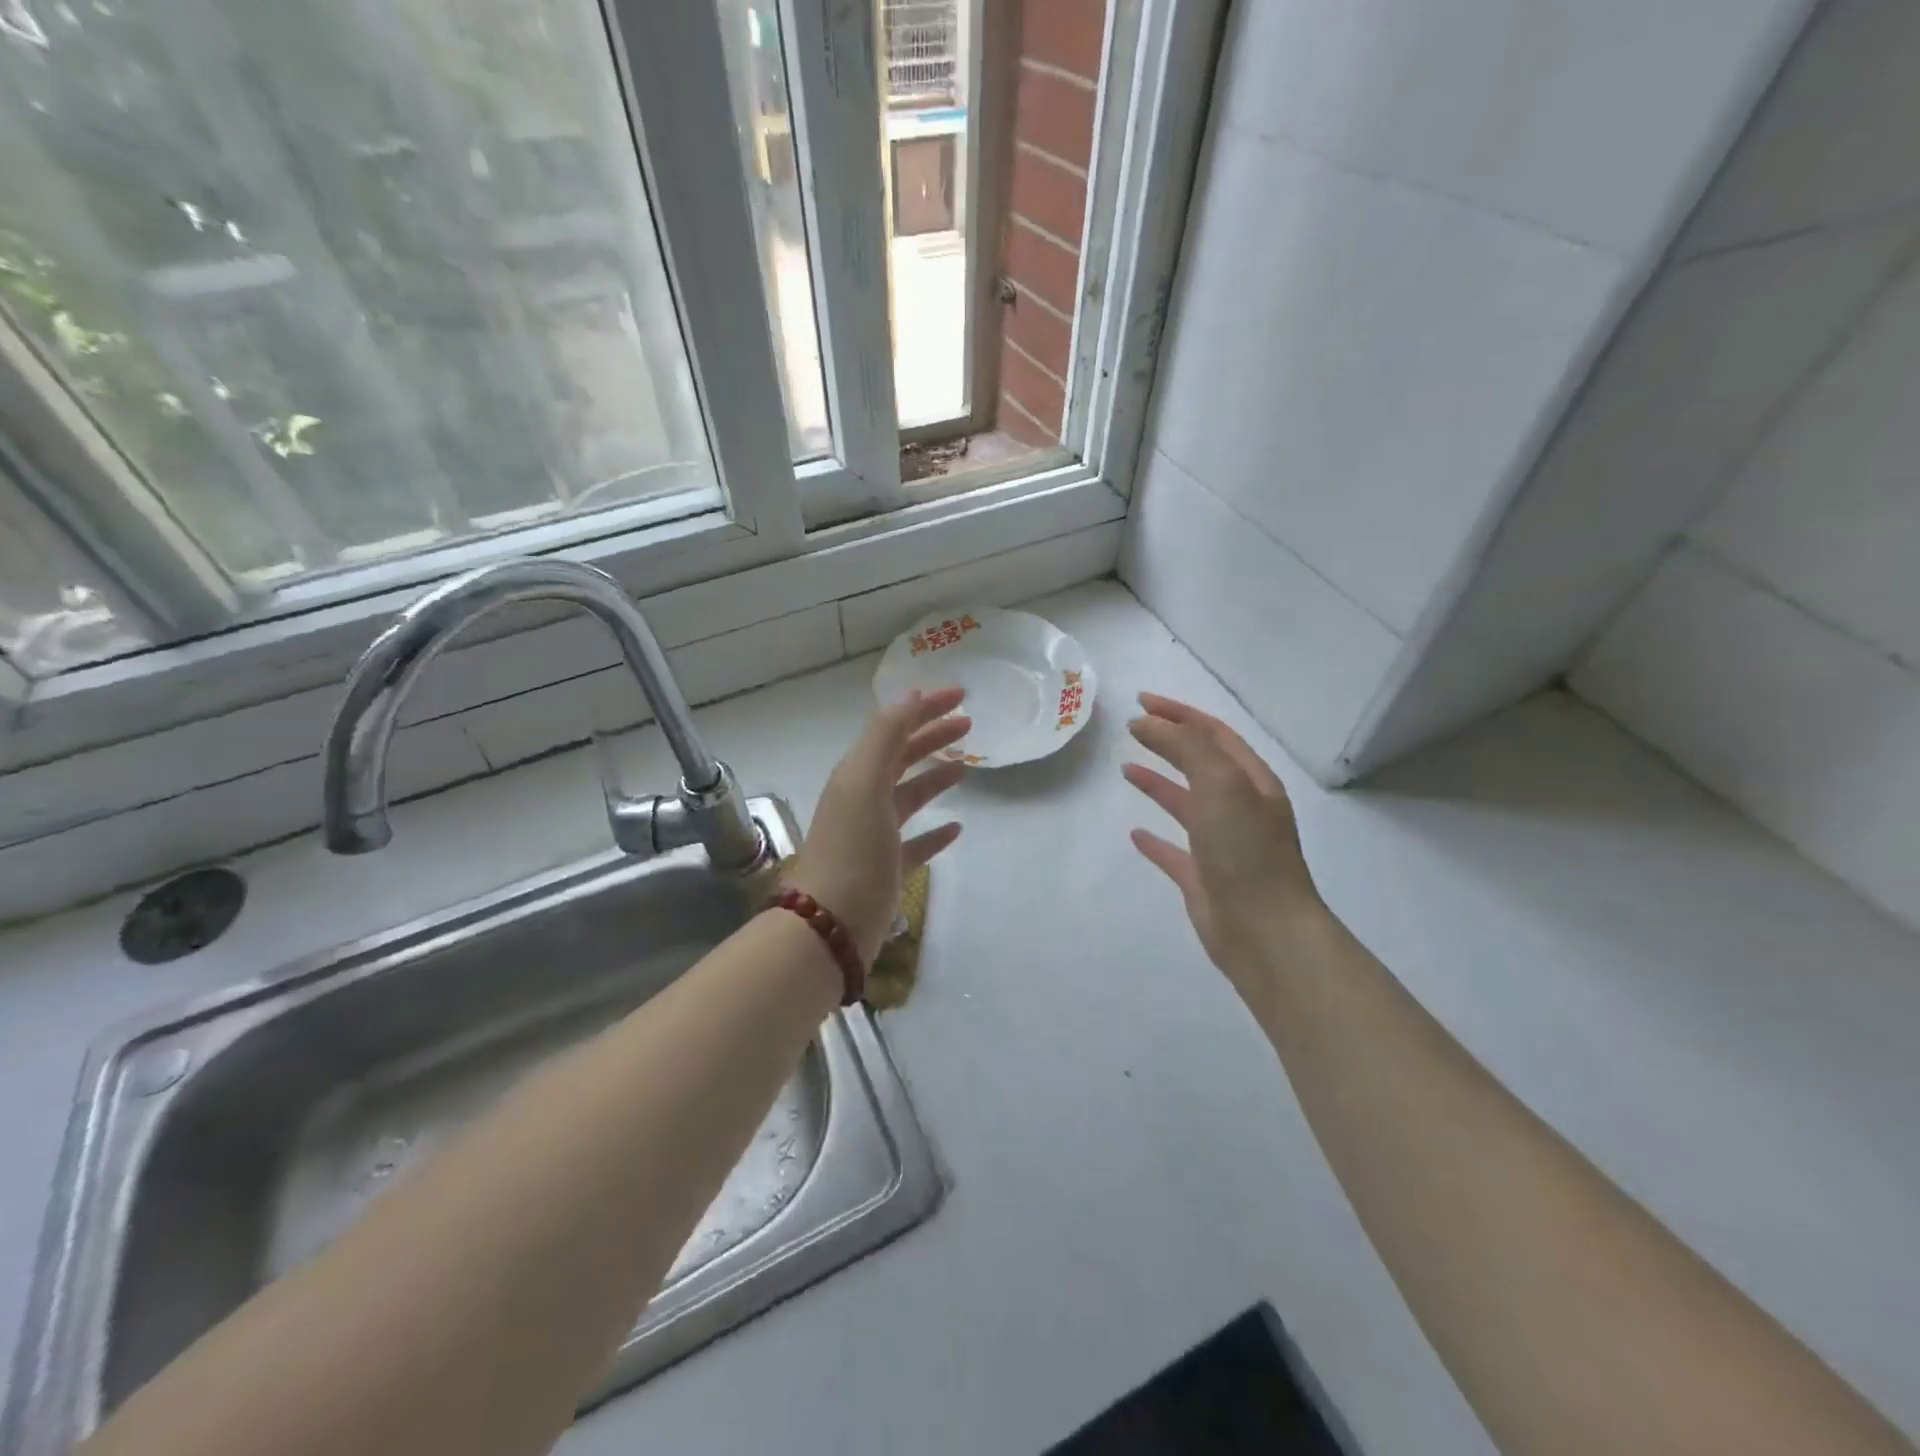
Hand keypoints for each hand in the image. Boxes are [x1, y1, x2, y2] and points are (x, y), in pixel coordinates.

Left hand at [786, 688, 969, 961]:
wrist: (830, 924)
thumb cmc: (852, 849)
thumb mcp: (865, 783)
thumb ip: (886, 736)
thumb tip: (911, 695)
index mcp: (857, 774)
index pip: (894, 728)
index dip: (925, 708)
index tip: (961, 695)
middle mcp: (864, 799)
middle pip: (902, 758)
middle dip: (933, 737)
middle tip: (968, 725)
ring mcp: (875, 835)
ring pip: (909, 796)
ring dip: (935, 778)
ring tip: (966, 766)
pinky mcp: (887, 869)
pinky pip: (916, 842)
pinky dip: (935, 832)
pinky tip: (956, 827)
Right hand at [1122, 693, 1323, 992]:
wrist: (1264, 932)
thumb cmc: (1246, 851)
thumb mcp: (1220, 784)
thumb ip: (1185, 747)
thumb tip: (1147, 722)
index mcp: (1251, 782)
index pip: (1213, 734)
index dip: (1178, 713)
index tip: (1140, 701)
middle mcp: (1240, 808)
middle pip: (1200, 763)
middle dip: (1168, 741)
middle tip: (1132, 727)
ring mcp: (1222, 844)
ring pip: (1186, 803)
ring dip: (1159, 783)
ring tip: (1126, 768)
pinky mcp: (1203, 878)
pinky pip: (1174, 851)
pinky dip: (1155, 839)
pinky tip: (1135, 833)